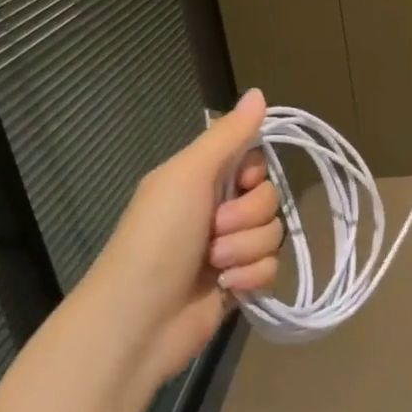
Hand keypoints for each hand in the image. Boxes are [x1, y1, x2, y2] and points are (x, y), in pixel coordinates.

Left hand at [79, 89, 281, 388]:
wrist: (139, 319)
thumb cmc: (158, 238)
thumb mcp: (188, 175)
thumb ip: (228, 136)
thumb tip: (258, 91)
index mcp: (201, 180)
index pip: (255, 162)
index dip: (254, 175)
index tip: (240, 183)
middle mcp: (217, 210)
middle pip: (269, 199)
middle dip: (247, 217)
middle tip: (214, 231)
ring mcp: (229, 250)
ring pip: (273, 236)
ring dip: (246, 250)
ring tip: (216, 265)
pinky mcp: (239, 285)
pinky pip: (271, 269)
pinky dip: (251, 278)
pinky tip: (227, 288)